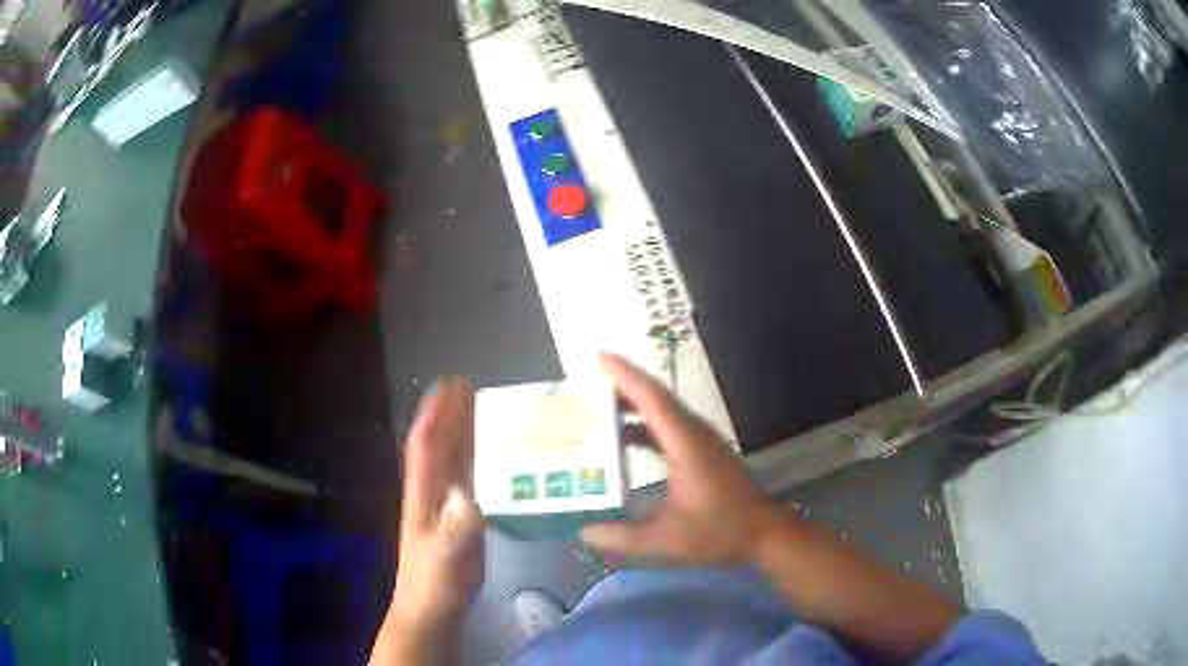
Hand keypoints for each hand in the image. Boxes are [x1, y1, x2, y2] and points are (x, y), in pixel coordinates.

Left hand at [373, 378, 483, 664]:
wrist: (431, 609)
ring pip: (453, 461)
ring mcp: (445, 506)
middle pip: (440, 445)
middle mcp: (432, 492)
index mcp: (423, 494)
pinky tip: (497, 457)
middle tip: (473, 387)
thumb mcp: (445, 558)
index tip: (450, 384)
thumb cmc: (434, 583)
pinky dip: (479, 462)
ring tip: (486, 410)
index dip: (435, 414)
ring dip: (464, 433)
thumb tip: (467, 495)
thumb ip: (455, 530)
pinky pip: (470, 481)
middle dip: (451, 414)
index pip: (425, 445)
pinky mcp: (461, 520)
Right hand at [580, 354, 778, 566]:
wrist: (763, 532)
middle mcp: (694, 433)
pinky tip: (623, 437)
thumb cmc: (720, 531)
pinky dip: (644, 424)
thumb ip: (623, 536)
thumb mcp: (667, 538)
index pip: (652, 399)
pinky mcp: (702, 451)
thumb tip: (584, 532)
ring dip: (632, 403)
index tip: (598, 357)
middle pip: (656, 397)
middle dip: (622, 383)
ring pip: (662, 410)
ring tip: (596, 404)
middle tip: (585, 380)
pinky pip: (668, 426)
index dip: (625, 375)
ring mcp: (700, 441)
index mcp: (686, 444)